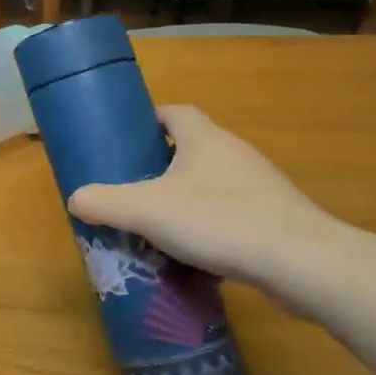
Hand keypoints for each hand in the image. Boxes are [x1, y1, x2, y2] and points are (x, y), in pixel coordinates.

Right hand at [67, 105, 349, 295]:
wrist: (300, 262)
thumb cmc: (219, 220)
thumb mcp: (147, 210)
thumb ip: (105, 202)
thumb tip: (75, 199)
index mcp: (204, 138)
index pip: (174, 112)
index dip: (148, 121)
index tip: (125, 142)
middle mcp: (234, 153)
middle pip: (190, 149)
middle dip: (160, 168)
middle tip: (131, 190)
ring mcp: (260, 186)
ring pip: (211, 185)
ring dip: (185, 201)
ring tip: (157, 227)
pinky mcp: (275, 219)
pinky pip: (232, 215)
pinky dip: (211, 228)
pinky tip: (194, 257)